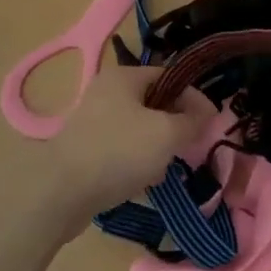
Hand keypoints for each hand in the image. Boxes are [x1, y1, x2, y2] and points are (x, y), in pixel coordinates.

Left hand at [42, 66, 212, 226]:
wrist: (60, 194)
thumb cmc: (118, 153)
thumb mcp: (167, 134)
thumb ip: (192, 121)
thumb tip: (207, 113)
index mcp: (124, 76)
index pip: (170, 77)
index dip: (193, 98)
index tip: (210, 124)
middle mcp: (106, 91)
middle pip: (155, 103)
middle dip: (174, 126)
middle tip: (187, 148)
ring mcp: (92, 120)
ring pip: (139, 128)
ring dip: (156, 147)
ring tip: (162, 168)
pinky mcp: (84, 148)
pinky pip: (121, 148)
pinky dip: (135, 161)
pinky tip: (141, 181)